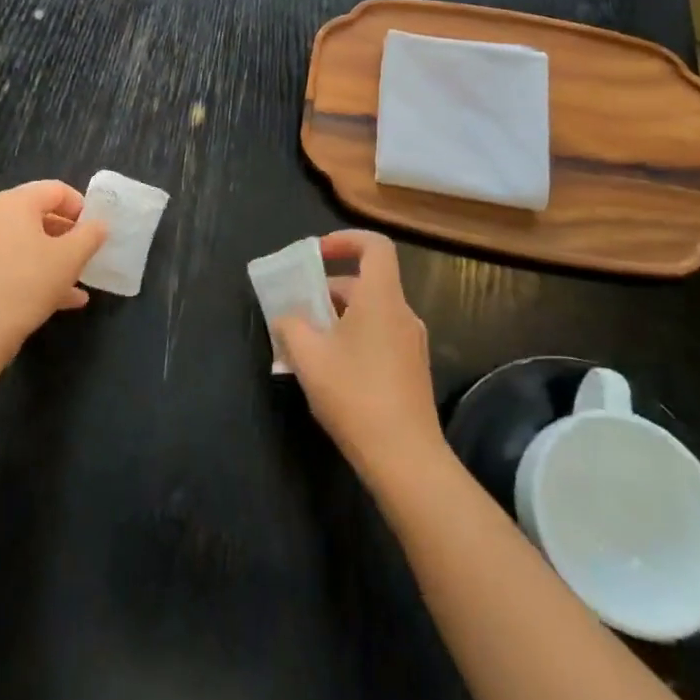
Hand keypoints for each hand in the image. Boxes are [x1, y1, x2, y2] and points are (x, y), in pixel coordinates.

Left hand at [0, 181, 107, 356]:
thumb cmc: (29, 281)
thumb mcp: (70, 257)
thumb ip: (90, 235)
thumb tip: (99, 225)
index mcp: (16, 202)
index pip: (56, 190)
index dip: (81, 207)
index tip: (95, 230)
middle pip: (40, 215)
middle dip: (69, 234)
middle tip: (88, 252)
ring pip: (29, 244)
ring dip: (56, 258)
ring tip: (80, 279)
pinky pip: (15, 264)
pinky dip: (38, 273)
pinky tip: (63, 300)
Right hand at [276, 231, 447, 487]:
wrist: (405, 459)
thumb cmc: (355, 395)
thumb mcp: (308, 357)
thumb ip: (290, 326)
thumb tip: (287, 317)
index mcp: (381, 298)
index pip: (375, 246)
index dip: (345, 239)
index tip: (317, 255)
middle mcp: (402, 313)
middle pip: (366, 282)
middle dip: (327, 289)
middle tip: (296, 309)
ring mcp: (411, 344)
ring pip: (370, 312)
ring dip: (337, 318)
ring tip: (305, 344)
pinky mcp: (412, 370)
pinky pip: (378, 337)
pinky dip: (352, 339)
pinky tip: (329, 371)